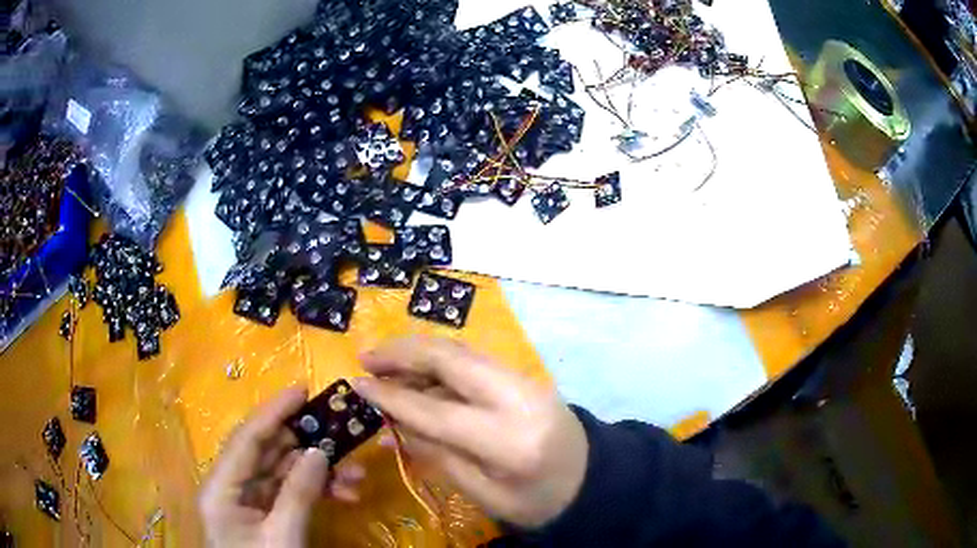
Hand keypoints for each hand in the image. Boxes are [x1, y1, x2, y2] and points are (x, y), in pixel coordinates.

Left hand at [199, 387, 365, 546]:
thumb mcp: (283, 537)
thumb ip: (298, 494)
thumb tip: (318, 451)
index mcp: (221, 487)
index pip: (246, 439)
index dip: (274, 412)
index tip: (303, 389)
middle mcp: (230, 485)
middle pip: (267, 452)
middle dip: (306, 442)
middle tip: (340, 430)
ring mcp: (248, 500)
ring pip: (283, 471)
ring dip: (318, 470)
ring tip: (355, 475)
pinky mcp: (264, 513)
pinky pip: (290, 491)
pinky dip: (317, 490)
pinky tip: (345, 494)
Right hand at [353, 337, 587, 528]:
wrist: (591, 480)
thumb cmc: (538, 501)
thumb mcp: (486, 495)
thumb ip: (439, 457)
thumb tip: (393, 424)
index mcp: (509, 441)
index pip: (437, 411)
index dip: (392, 396)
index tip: (356, 383)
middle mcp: (518, 398)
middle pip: (451, 360)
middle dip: (402, 352)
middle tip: (366, 357)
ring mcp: (525, 380)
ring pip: (462, 351)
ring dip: (418, 350)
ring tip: (384, 359)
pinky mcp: (525, 375)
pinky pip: (474, 359)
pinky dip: (440, 358)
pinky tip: (418, 368)